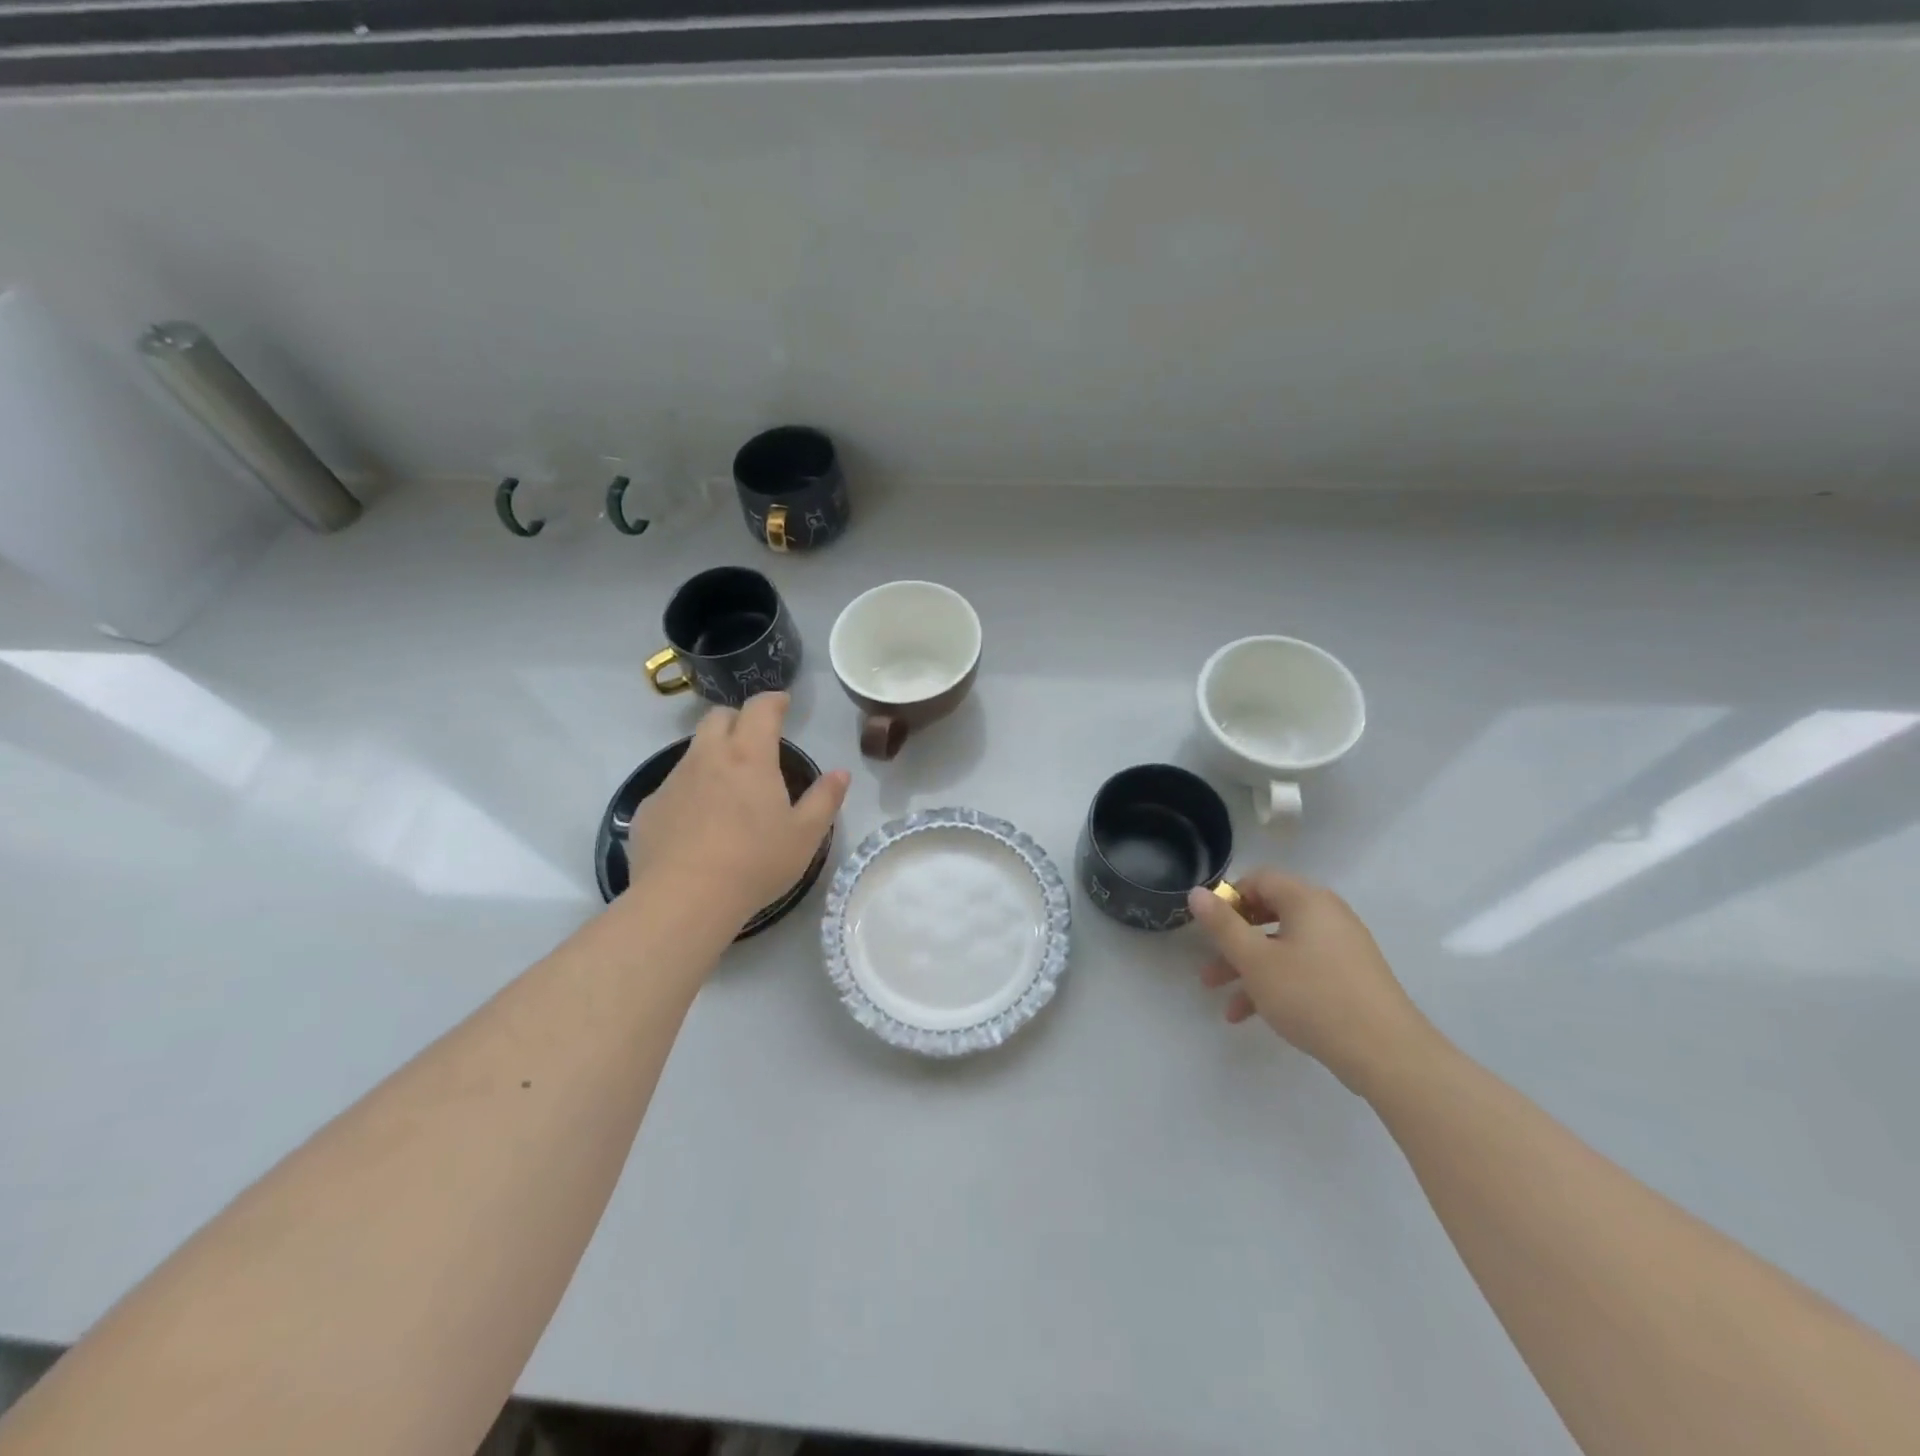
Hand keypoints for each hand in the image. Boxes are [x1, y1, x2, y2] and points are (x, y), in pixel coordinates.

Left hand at [626, 694, 849, 928]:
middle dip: (737, 719)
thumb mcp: (805, 836)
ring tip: (727, 788)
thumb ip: (825, 799)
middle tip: (753, 740)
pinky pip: (672, 788)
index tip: (783, 703)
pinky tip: (697, 825)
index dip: (773, 700)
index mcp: (749, 757)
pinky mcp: (649, 808)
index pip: (760, 709)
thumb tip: (840, 773)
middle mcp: (707, 757)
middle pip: (717, 718)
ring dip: (712, 756)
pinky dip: (689, 793)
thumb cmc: (755, 863)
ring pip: (693, 752)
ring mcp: (672, 781)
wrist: (684, 900)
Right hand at [1186, 870, 1433, 1095]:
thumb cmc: (1311, 996)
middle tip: (1209, 964)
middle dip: (1233, 940)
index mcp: (1306, 900)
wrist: (1387, 1053)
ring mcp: (1343, 946)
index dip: (1229, 898)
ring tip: (1221, 998)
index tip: (1208, 928)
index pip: (1259, 879)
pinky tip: (1251, 1016)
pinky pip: (1303, 967)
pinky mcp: (1351, 976)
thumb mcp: (1255, 961)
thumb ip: (1222, 925)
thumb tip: (1197, 892)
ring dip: (1249, 967)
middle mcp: (1327, 914)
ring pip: (1283, 946)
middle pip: (1269, 914)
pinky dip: (1276, 982)